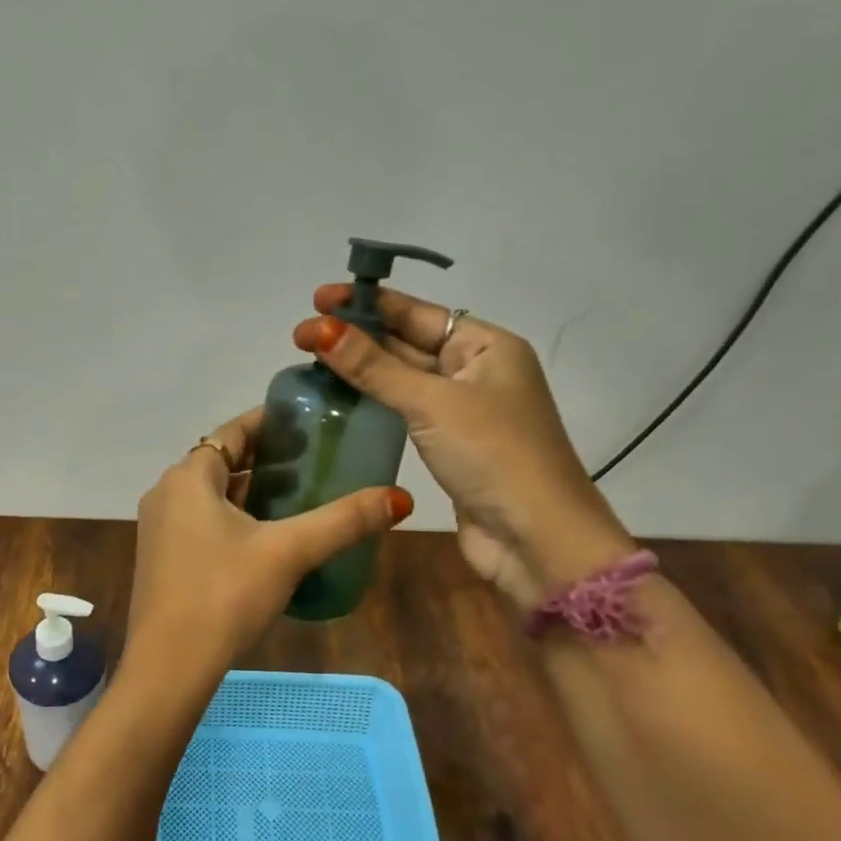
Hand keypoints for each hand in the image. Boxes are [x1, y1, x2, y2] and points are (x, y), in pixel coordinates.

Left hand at [124, 406, 411, 689]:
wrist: (169, 667)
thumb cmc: (225, 595)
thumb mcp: (289, 552)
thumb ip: (343, 521)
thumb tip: (399, 497)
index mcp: (189, 477)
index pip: (232, 432)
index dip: (269, 424)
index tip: (306, 424)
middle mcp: (167, 492)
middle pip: (221, 462)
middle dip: (265, 460)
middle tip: (313, 462)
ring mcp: (159, 527)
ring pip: (211, 495)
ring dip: (249, 491)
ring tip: (298, 497)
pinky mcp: (161, 557)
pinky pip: (201, 521)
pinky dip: (232, 517)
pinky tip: (266, 538)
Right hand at [294, 285, 633, 609]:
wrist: (538, 542)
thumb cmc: (493, 455)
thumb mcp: (432, 402)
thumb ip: (374, 367)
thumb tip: (320, 328)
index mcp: (487, 346)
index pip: (417, 313)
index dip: (367, 303)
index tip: (319, 298)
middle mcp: (477, 371)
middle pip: (408, 342)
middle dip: (357, 336)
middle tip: (301, 333)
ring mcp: (464, 410)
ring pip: (403, 378)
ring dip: (362, 368)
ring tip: (311, 359)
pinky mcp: (449, 444)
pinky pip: (405, 409)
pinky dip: (374, 400)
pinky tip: (339, 397)